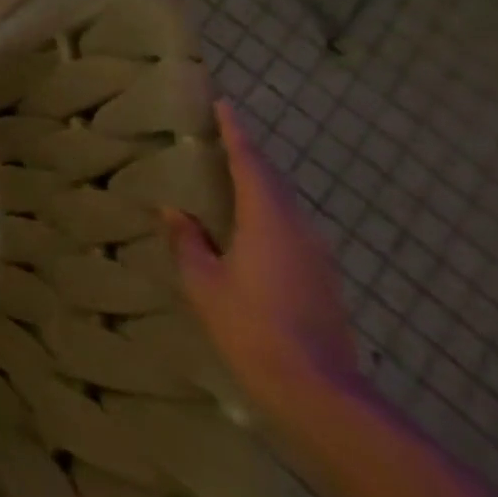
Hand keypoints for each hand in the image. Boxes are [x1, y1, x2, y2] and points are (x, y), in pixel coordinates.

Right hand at [165, 103, 362, 415]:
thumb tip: (175, 212)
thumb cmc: (250, 328)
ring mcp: (316, 254)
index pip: (250, 163)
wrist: (318, 391)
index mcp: (267, 220)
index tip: (223, 105)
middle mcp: (298, 228)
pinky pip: (290, 227)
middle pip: (272, 180)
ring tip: (228, 177)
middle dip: (247, 155)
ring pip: (284, 204)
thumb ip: (188, 241)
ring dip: (258, 184)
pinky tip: (247, 226)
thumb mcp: (203, 283)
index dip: (235, 132)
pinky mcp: (322, 277)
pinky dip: (267, 211)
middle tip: (220, 137)